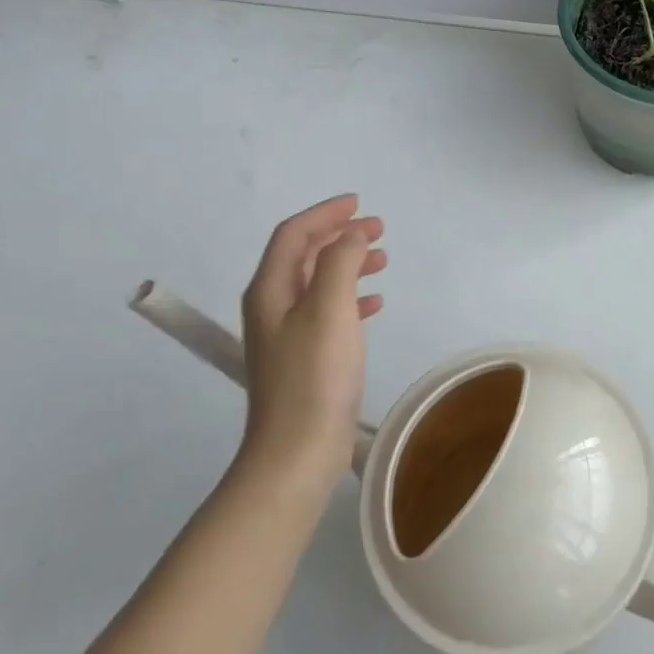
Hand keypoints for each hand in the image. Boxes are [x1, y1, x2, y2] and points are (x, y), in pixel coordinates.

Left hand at [240, 195, 386, 486]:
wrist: (297, 451)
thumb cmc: (315, 375)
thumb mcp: (330, 308)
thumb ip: (341, 262)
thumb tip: (351, 234)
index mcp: (270, 289)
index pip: (294, 234)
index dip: (325, 213)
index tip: (359, 203)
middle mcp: (273, 306)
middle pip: (305, 255)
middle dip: (340, 235)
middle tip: (379, 228)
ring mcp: (288, 334)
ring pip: (319, 282)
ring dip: (349, 264)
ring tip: (383, 259)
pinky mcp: (306, 357)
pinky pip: (329, 312)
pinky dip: (352, 298)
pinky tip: (375, 303)